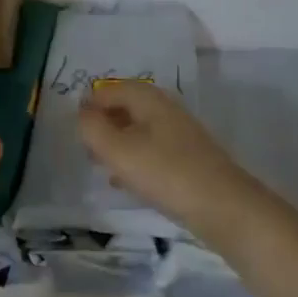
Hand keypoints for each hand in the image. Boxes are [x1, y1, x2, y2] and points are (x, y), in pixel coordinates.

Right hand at [76, 81, 272, 248]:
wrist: (223, 207)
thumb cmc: (165, 173)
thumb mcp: (119, 150)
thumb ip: (93, 129)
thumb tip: (82, 113)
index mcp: (149, 99)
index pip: (111, 89)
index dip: (89, 105)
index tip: (74, 128)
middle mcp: (165, 109)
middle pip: (126, 107)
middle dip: (103, 123)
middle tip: (85, 147)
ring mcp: (179, 134)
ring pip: (139, 130)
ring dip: (117, 143)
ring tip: (100, 165)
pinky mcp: (187, 159)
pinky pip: (152, 151)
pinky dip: (134, 160)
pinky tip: (124, 181)